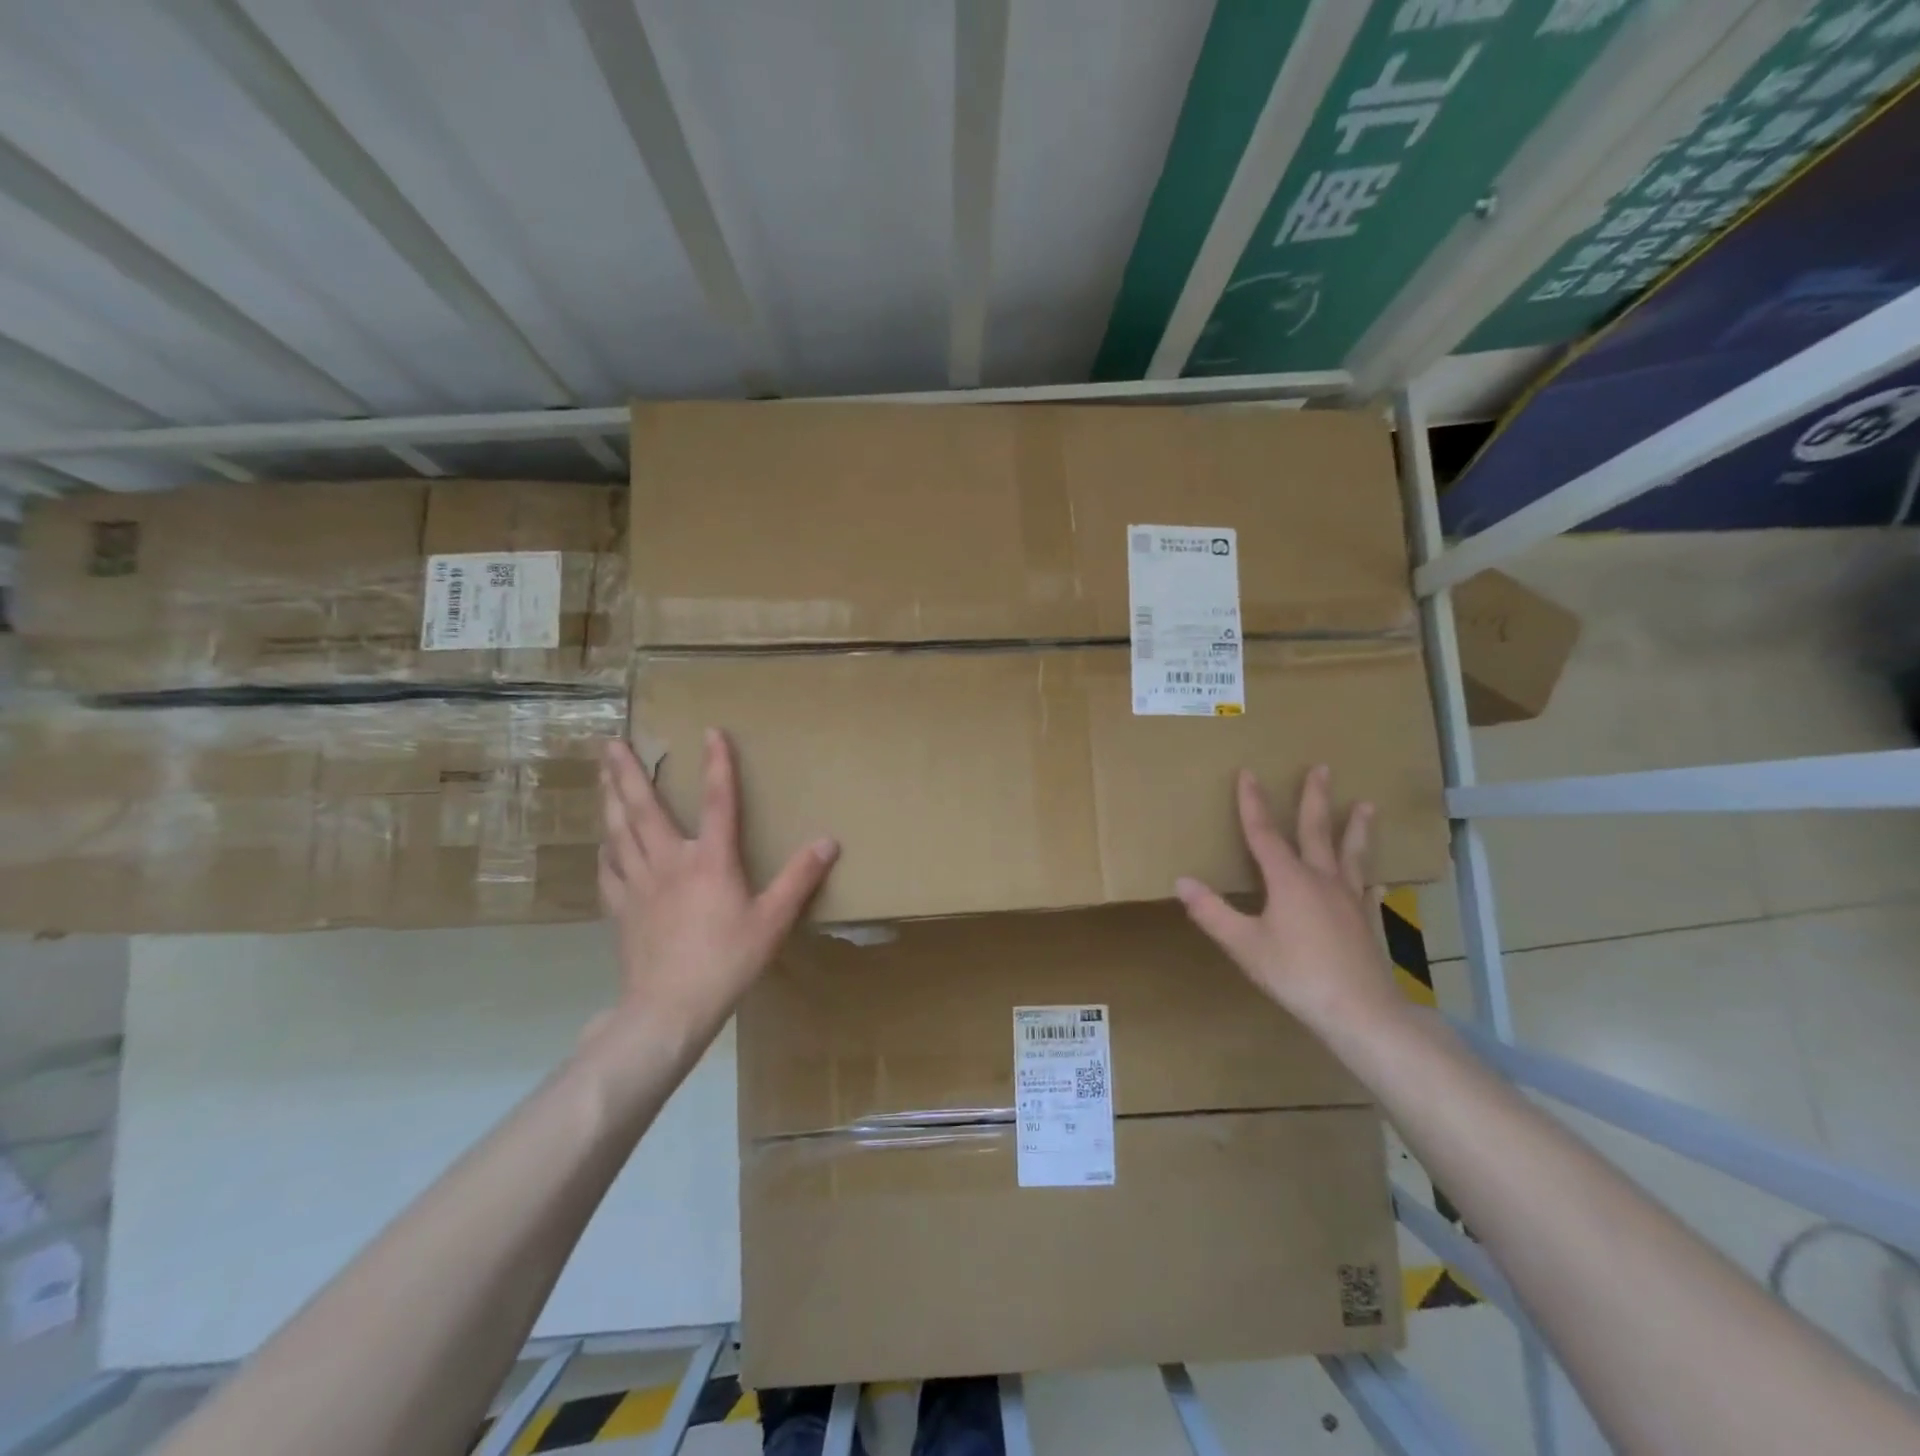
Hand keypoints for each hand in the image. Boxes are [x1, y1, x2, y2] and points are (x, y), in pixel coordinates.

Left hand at [597, 730, 837, 1041]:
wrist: (669, 1008)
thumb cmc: (727, 961)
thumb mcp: (773, 920)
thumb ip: (800, 878)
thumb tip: (828, 841)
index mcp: (710, 860)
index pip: (716, 801)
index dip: (716, 765)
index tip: (711, 732)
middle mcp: (669, 862)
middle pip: (643, 808)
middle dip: (627, 772)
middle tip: (611, 742)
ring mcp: (639, 885)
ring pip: (618, 832)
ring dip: (609, 799)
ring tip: (600, 775)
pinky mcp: (621, 909)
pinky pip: (609, 870)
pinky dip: (606, 850)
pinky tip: (603, 843)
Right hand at [1176, 766, 1404, 1039]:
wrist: (1360, 1011)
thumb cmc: (1296, 974)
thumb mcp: (1244, 945)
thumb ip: (1212, 912)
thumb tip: (1182, 881)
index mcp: (1288, 880)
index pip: (1264, 833)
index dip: (1253, 803)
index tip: (1249, 773)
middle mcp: (1321, 880)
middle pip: (1316, 831)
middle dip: (1316, 798)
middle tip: (1323, 768)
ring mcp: (1349, 899)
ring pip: (1351, 854)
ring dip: (1355, 828)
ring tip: (1367, 805)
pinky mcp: (1366, 921)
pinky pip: (1367, 889)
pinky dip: (1369, 878)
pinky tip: (1377, 879)